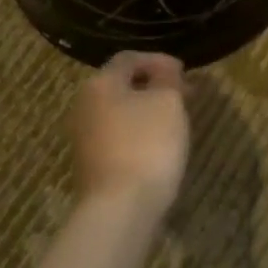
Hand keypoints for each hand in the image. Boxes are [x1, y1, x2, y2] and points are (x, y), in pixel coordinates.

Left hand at [70, 52, 189, 218]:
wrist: (119, 209)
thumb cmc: (146, 145)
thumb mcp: (168, 102)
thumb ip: (167, 78)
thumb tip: (164, 68)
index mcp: (100, 83)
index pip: (129, 58)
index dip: (158, 60)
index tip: (184, 72)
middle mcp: (83, 105)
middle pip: (121, 85)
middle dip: (153, 86)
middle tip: (184, 96)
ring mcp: (83, 137)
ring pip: (119, 112)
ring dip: (146, 111)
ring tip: (175, 121)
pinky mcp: (89, 165)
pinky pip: (116, 137)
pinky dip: (137, 133)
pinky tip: (157, 147)